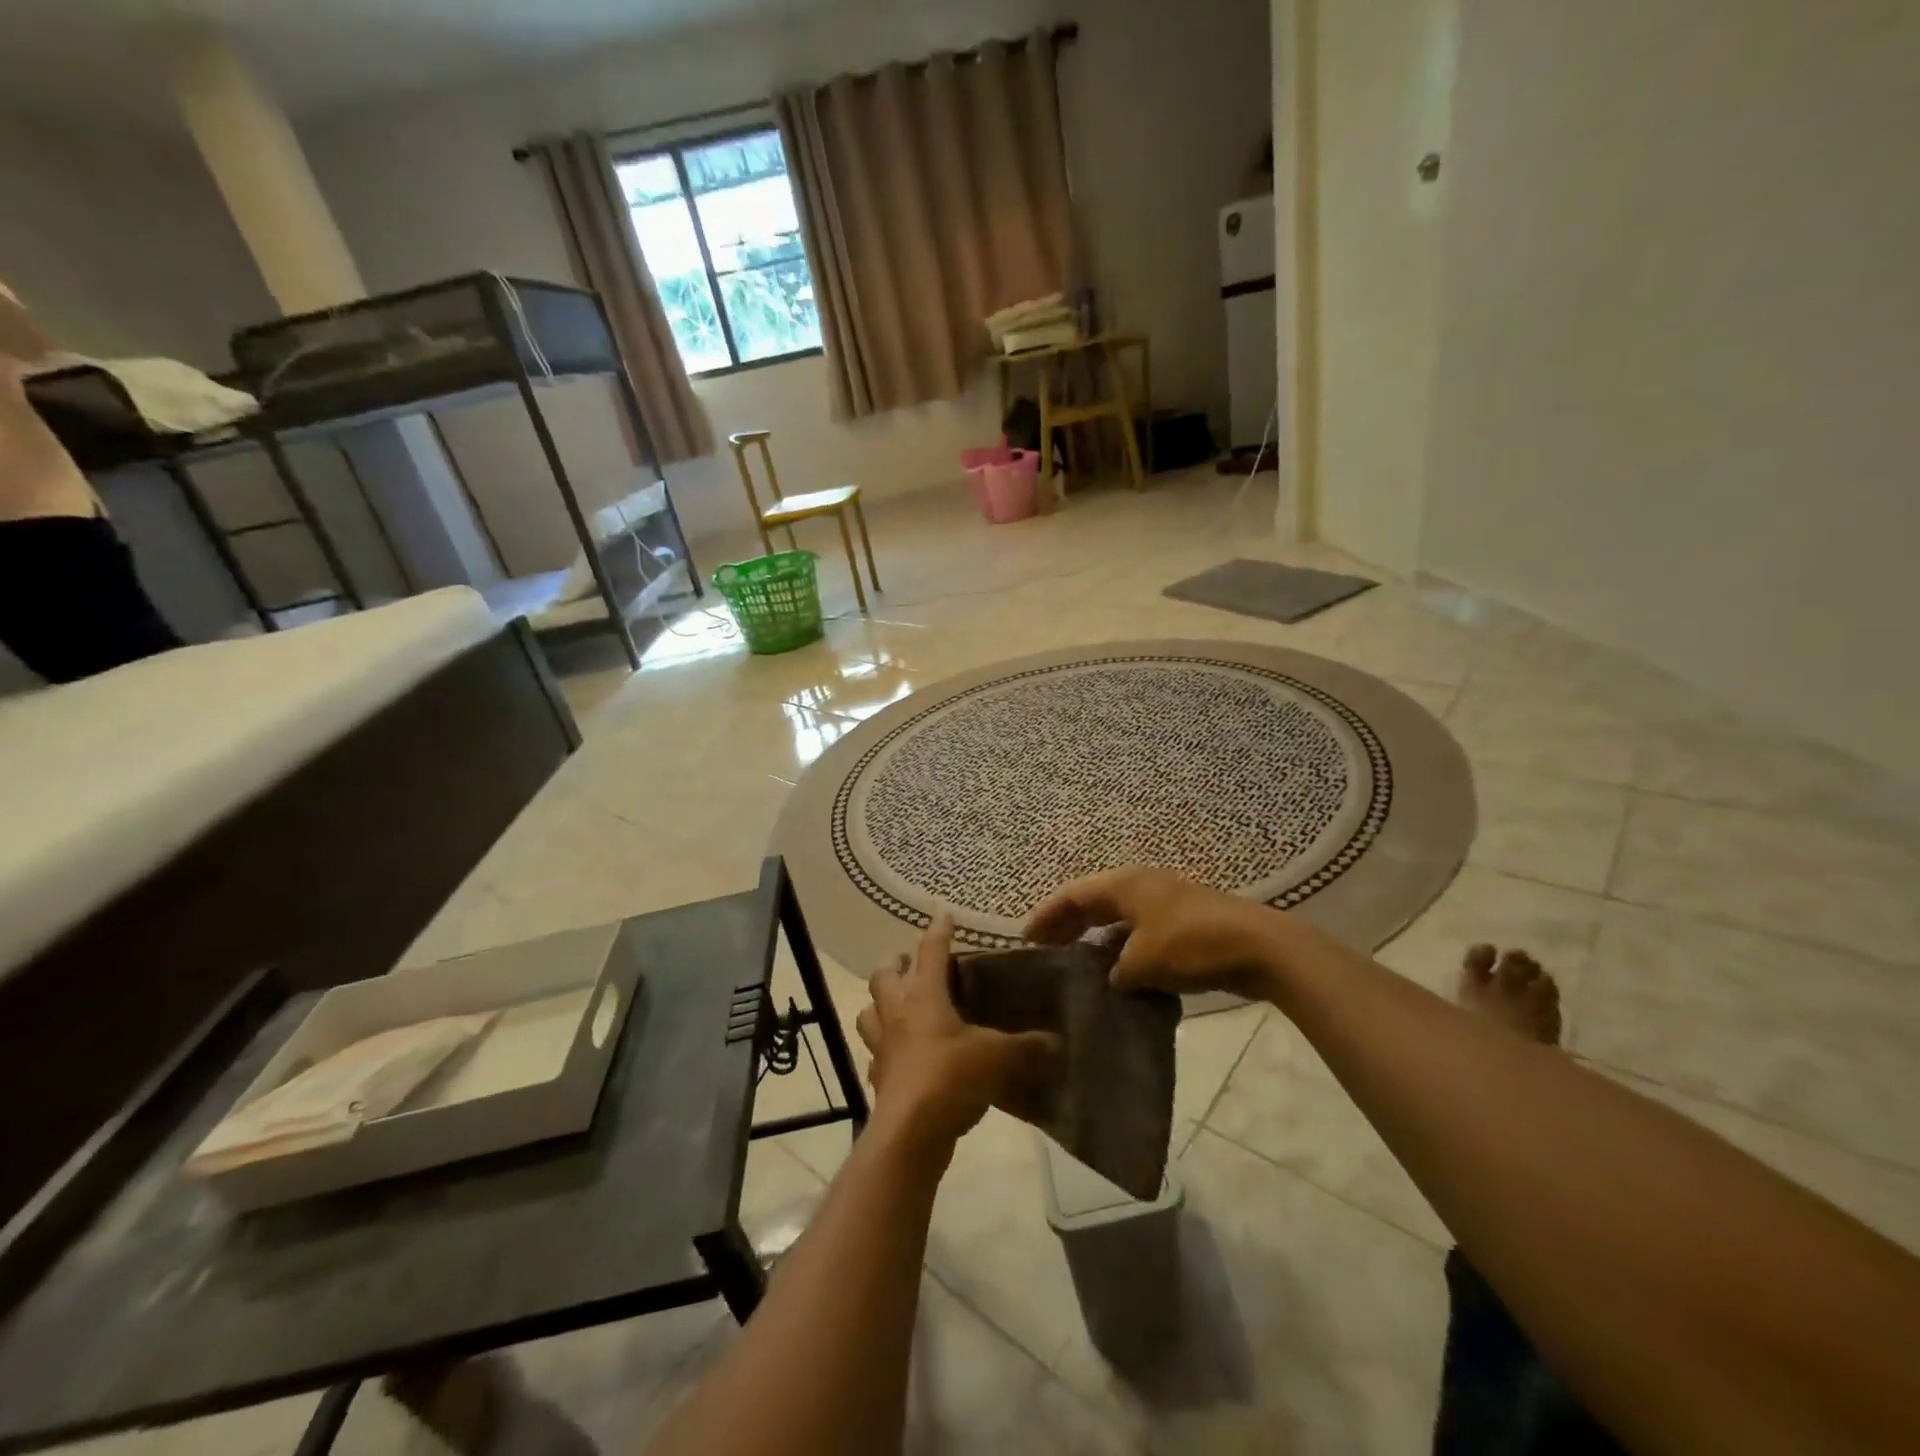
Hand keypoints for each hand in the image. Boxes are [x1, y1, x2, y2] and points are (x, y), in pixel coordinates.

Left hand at [856, 915, 1060, 1151]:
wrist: (910, 1134)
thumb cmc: (951, 1078)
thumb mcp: (999, 1057)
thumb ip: (1029, 1047)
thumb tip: (1058, 1042)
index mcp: (924, 996)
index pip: (930, 952)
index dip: (938, 931)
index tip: (944, 915)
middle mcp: (897, 1013)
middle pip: (883, 975)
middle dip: (894, 963)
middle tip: (908, 962)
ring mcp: (882, 1046)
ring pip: (869, 1013)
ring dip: (879, 1004)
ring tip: (896, 1005)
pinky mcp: (879, 1079)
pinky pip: (875, 1056)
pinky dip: (883, 1051)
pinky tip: (897, 1057)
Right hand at [1025, 866, 1297, 1000]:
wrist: (1259, 947)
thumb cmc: (1192, 944)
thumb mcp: (1143, 961)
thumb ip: (1116, 971)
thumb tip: (1111, 978)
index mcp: (1125, 884)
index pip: (1072, 895)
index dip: (1047, 915)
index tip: (1025, 938)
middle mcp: (1140, 886)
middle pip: (1092, 902)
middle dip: (1067, 925)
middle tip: (1044, 951)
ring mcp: (1164, 903)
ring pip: (1116, 918)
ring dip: (1095, 938)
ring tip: (1074, 964)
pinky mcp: (1182, 923)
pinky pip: (1138, 932)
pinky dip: (1122, 948)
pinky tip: (1116, 974)